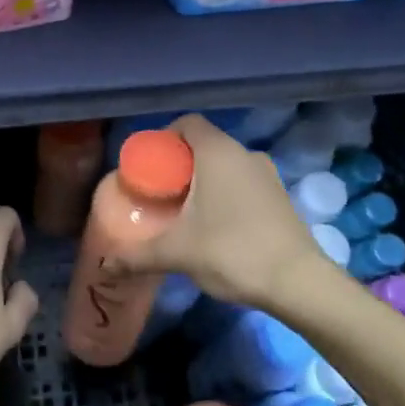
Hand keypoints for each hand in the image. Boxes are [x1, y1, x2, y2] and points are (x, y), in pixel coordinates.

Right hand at [105, 114, 328, 309]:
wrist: (298, 282)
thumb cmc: (232, 252)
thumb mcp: (177, 253)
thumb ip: (137, 255)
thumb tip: (106, 264)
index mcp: (218, 152)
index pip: (187, 123)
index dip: (164, 138)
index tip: (149, 164)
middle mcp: (244, 154)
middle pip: (204, 144)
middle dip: (179, 164)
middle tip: (159, 191)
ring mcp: (267, 175)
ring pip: (225, 165)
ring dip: (204, 180)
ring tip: (184, 210)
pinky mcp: (280, 197)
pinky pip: (243, 183)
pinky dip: (225, 194)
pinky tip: (214, 225)